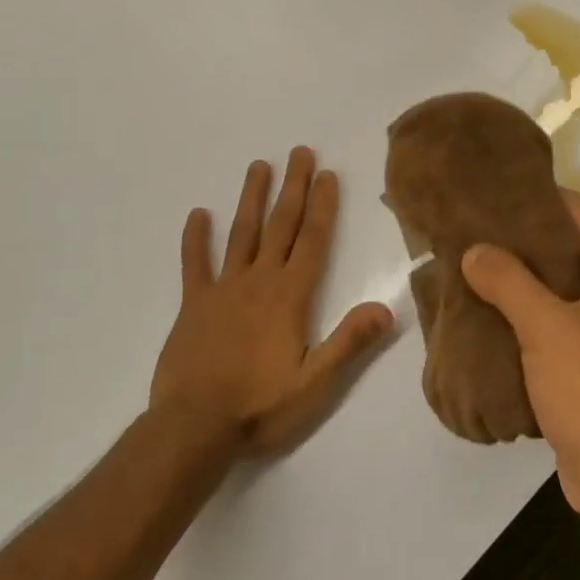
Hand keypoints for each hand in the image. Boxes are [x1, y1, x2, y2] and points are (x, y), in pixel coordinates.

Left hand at [150, 148, 392, 456]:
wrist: (192, 427)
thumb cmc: (260, 407)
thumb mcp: (315, 383)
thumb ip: (349, 342)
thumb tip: (386, 307)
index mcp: (290, 297)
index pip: (314, 241)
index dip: (324, 206)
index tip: (328, 174)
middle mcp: (259, 281)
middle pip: (281, 225)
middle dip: (293, 187)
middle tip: (300, 152)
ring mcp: (223, 289)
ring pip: (241, 234)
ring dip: (252, 198)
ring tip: (259, 165)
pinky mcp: (193, 305)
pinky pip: (194, 264)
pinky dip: (195, 239)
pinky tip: (198, 214)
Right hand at [460, 192, 579, 531]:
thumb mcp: (546, 328)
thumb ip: (508, 282)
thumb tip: (474, 250)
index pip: (574, 211)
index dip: (532, 198)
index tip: (487, 194)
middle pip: (563, 248)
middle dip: (516, 241)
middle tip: (467, 232)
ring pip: (554, 288)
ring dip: (515, 281)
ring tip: (467, 268)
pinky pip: (551, 323)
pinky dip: (521, 316)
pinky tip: (483, 315)